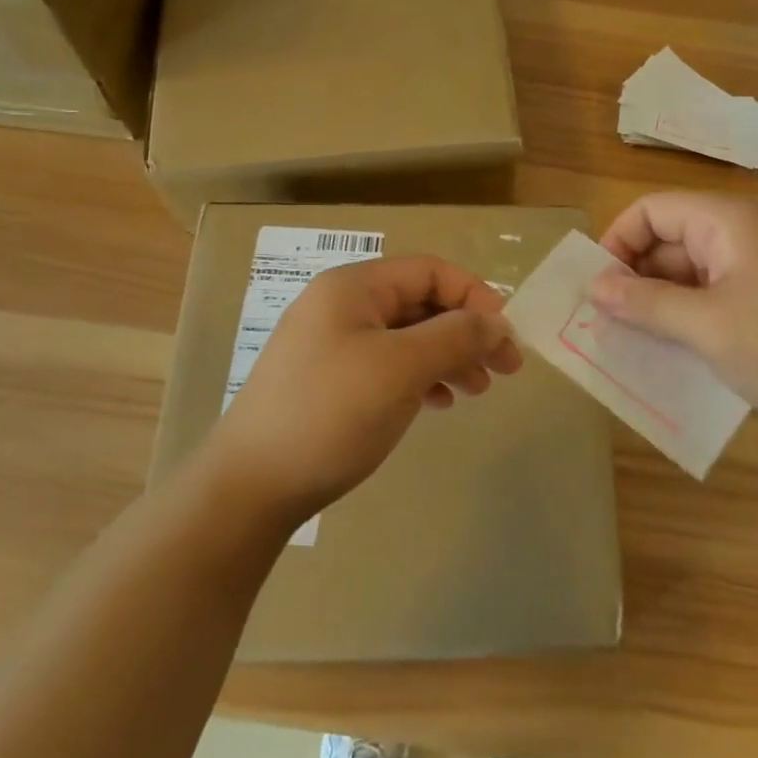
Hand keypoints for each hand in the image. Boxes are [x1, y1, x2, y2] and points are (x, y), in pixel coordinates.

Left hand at [205, 254, 522, 528]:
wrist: (251, 486)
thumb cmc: (332, 413)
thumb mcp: (401, 368)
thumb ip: (455, 336)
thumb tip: (499, 323)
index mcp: (354, 287)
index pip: (430, 271)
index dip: (475, 296)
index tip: (507, 337)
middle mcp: (341, 305)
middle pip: (420, 303)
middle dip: (466, 332)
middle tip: (504, 370)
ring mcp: (332, 344)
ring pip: (407, 337)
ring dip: (448, 357)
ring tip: (477, 391)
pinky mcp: (328, 380)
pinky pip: (387, 364)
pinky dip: (419, 377)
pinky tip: (438, 403)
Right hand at [589, 192, 757, 424]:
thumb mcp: (706, 326)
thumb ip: (646, 303)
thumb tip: (594, 287)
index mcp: (724, 221)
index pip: (650, 210)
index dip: (616, 242)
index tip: (598, 289)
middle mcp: (740, 233)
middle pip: (668, 239)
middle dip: (635, 276)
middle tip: (608, 323)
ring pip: (690, 271)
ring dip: (660, 301)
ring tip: (634, 341)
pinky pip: (714, 294)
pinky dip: (689, 315)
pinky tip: (676, 350)